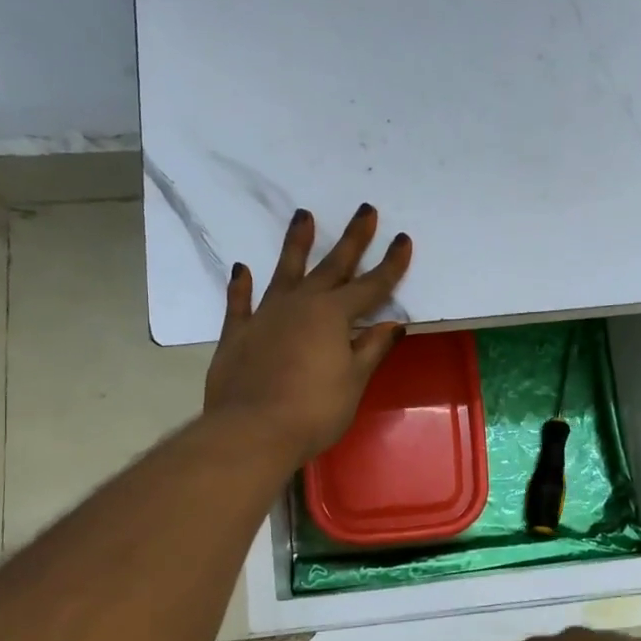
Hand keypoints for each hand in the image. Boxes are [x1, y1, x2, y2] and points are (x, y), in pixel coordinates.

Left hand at [204, 205, 412, 465]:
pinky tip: (242, 269)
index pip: (371, 286)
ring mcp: (266, 315)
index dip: (390, 265)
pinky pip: (240, 303)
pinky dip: (241, 286)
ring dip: (296, 244)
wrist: (253, 430)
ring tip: (303, 216)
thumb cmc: (314, 411)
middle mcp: (300, 305)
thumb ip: (371, 349)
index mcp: (333, 316)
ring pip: (285, 272)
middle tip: (365, 210)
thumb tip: (392, 324)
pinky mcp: (238, 333)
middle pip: (331, 267)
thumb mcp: (353, 381)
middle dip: (352, 239)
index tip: (402, 239)